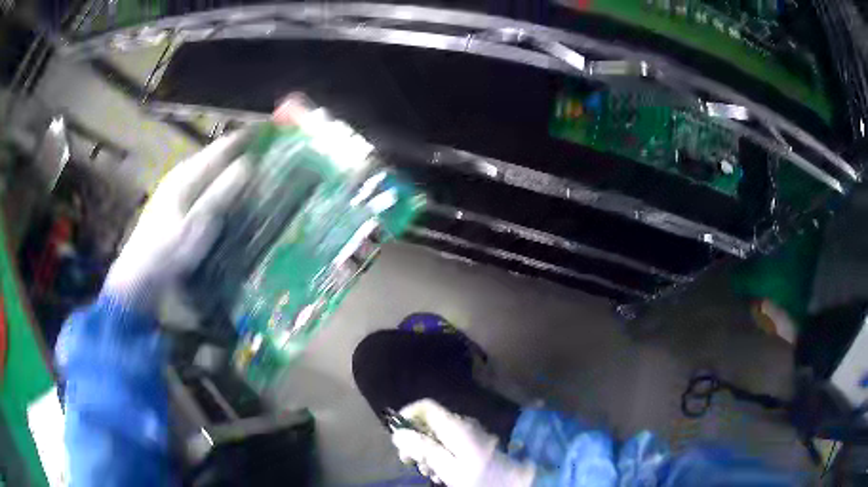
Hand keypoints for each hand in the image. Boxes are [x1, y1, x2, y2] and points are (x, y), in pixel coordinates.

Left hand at [103, 129, 254, 307]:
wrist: (139, 276)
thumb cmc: (169, 250)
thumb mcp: (199, 223)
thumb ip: (222, 192)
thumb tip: (248, 163)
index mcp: (186, 175)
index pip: (220, 148)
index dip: (242, 140)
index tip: (267, 134)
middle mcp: (179, 175)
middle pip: (211, 156)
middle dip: (235, 152)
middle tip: (261, 153)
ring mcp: (172, 190)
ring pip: (204, 170)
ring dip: (224, 168)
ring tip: (246, 170)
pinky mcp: (169, 205)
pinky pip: (197, 185)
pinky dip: (212, 184)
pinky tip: (219, 194)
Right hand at [391, 399, 534, 486]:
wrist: (514, 482)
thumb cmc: (480, 476)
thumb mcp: (449, 467)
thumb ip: (424, 449)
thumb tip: (398, 433)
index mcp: (455, 426)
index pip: (425, 406)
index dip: (407, 416)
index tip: (397, 436)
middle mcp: (461, 424)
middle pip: (428, 423)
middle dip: (415, 441)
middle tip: (409, 462)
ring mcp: (468, 434)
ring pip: (437, 436)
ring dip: (426, 453)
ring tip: (428, 472)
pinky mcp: (473, 444)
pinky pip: (448, 444)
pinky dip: (439, 456)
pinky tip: (441, 473)